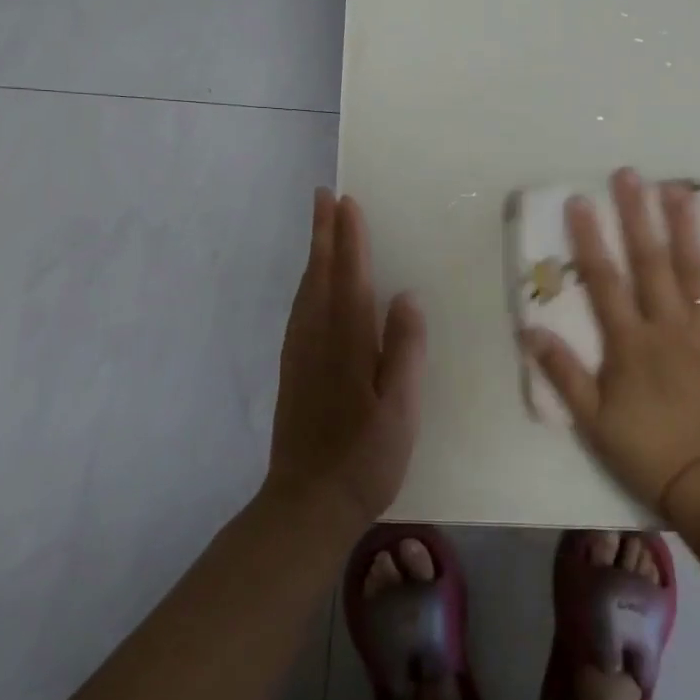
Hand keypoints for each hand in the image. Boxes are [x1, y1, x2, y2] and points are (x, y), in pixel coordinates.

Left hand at [263, 189, 425, 537]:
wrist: (306, 504)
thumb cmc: (365, 459)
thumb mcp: (400, 410)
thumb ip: (405, 351)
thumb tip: (407, 296)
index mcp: (349, 344)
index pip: (351, 278)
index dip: (350, 239)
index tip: (347, 202)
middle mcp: (319, 339)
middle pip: (321, 275)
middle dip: (324, 233)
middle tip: (323, 196)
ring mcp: (300, 354)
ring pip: (306, 290)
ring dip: (313, 253)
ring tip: (319, 226)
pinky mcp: (292, 370)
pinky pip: (299, 310)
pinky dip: (306, 284)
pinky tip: (311, 285)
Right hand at [522, 168, 699, 527]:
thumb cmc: (650, 453)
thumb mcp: (593, 421)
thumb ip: (563, 373)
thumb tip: (530, 329)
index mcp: (631, 343)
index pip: (605, 280)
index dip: (589, 239)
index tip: (579, 201)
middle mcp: (669, 327)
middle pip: (650, 263)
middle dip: (637, 216)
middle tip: (629, 175)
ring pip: (696, 271)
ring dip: (686, 228)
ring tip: (678, 189)